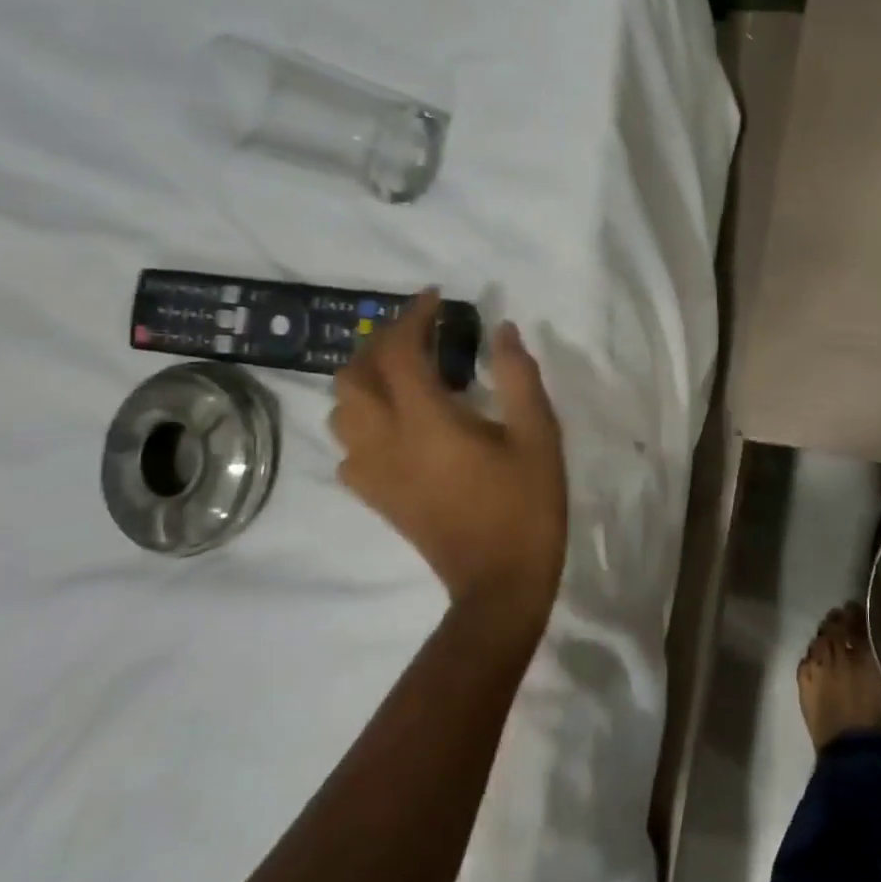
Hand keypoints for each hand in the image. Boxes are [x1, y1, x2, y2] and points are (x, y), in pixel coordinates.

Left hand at [330, 291, 567, 615]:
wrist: (499, 582)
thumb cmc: (526, 505)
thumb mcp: (539, 435)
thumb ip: (518, 377)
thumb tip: (502, 331)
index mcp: (427, 421)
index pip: (399, 352)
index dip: (413, 317)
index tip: (435, 299)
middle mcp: (386, 440)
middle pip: (354, 375)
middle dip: (381, 343)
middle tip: (420, 335)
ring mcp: (373, 472)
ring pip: (342, 409)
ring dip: (365, 378)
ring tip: (405, 372)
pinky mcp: (375, 495)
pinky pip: (347, 445)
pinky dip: (364, 420)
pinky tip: (397, 424)